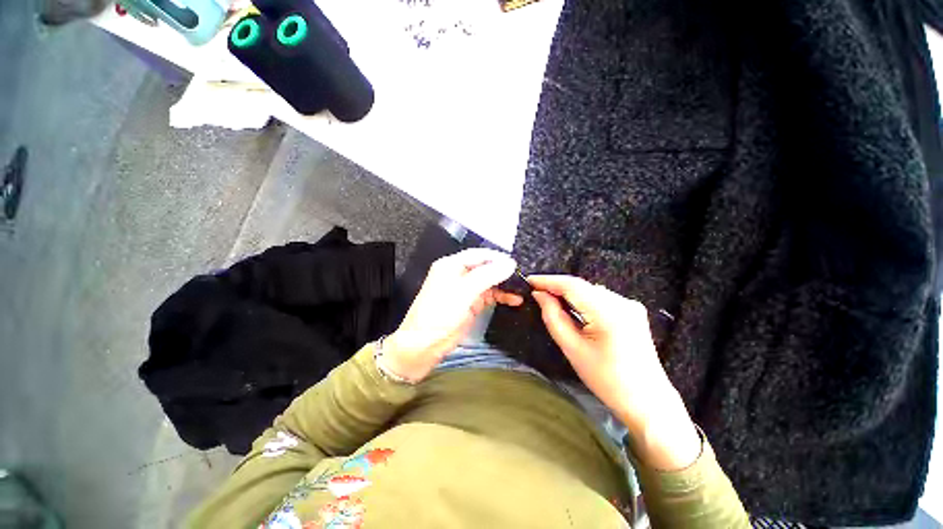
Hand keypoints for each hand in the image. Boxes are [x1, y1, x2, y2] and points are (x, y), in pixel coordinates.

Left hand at [381, 249, 522, 381]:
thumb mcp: (464, 291)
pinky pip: (489, 295)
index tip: (516, 263)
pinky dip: (501, 296)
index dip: (497, 257)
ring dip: (504, 285)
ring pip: (489, 282)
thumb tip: (510, 263)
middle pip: (485, 267)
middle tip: (522, 277)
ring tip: (522, 289)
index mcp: (452, 265)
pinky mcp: (471, 304)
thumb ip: (487, 275)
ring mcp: (465, 289)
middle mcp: (459, 274)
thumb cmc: (440, 313)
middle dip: (503, 272)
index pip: (479, 255)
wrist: (424, 345)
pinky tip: (514, 300)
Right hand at [528, 275, 699, 469]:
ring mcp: (630, 305)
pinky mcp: (632, 311)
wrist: (647, 401)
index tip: (529, 281)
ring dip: (569, 293)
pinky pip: (600, 298)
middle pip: (582, 286)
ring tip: (550, 299)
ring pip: (590, 290)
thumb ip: (553, 317)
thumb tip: (539, 295)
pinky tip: (572, 307)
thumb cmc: (607, 380)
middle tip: (536, 292)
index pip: (572, 285)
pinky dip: (582, 300)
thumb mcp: (572, 349)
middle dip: (557, 287)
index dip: (548, 280)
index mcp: (609, 313)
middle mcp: (622, 302)